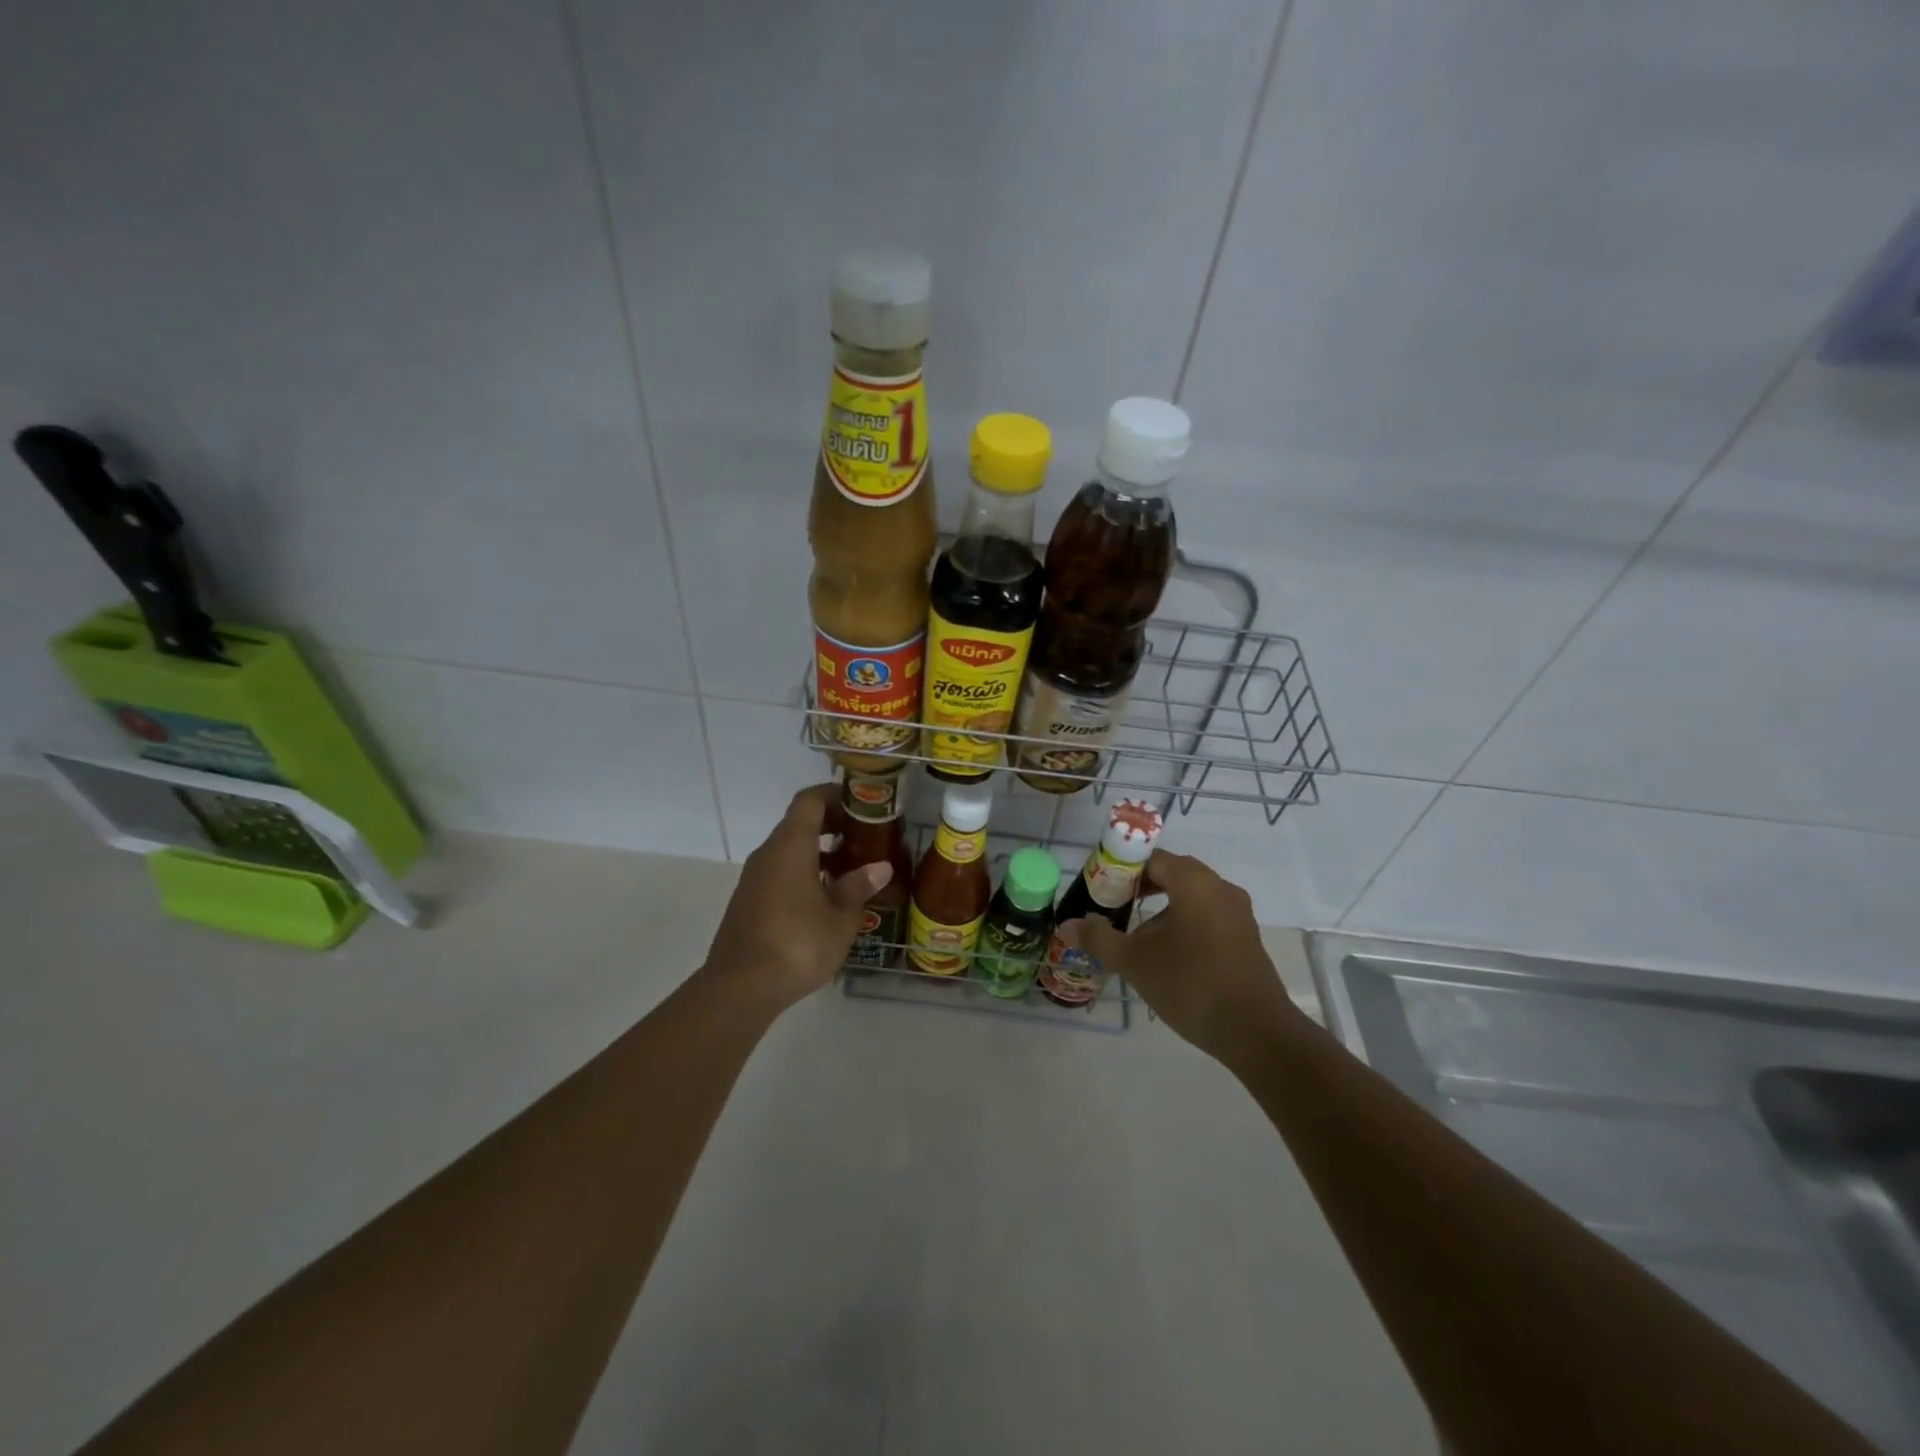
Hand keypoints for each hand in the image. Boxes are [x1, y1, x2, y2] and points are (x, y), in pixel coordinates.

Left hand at [701, 784, 892, 1012]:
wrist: (740, 988)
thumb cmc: (797, 944)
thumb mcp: (840, 918)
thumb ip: (858, 887)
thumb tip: (880, 867)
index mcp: (790, 846)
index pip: (810, 801)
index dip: (835, 795)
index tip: (861, 802)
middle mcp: (768, 854)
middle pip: (799, 823)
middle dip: (832, 824)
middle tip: (864, 836)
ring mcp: (754, 879)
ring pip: (789, 850)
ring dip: (819, 852)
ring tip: (852, 869)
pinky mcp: (748, 902)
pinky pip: (780, 873)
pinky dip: (804, 872)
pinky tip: (826, 898)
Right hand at [1075, 850, 1298, 1066]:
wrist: (1256, 1033)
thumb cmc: (1191, 985)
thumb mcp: (1135, 962)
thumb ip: (1099, 938)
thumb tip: (1068, 926)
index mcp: (1195, 883)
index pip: (1152, 858)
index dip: (1122, 869)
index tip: (1100, 888)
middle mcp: (1220, 888)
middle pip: (1173, 873)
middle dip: (1139, 887)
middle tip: (1112, 907)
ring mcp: (1237, 913)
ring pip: (1190, 896)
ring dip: (1161, 908)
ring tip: (1135, 935)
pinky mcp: (1245, 937)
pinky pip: (1206, 915)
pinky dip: (1182, 922)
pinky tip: (1166, 954)